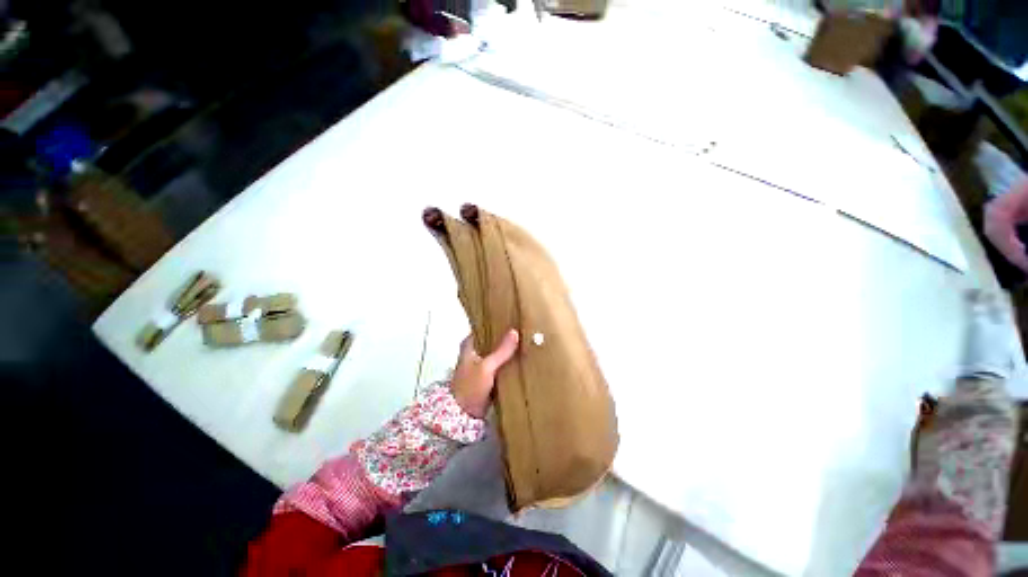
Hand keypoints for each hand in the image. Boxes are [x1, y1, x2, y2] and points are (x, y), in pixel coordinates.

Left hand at [451, 329, 519, 418]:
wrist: (464, 416)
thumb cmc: (470, 387)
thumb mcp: (487, 367)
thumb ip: (501, 351)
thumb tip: (515, 331)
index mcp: (469, 345)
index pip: (485, 327)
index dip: (498, 323)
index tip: (514, 318)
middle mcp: (475, 351)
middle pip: (493, 339)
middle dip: (507, 336)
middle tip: (525, 328)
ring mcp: (482, 363)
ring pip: (498, 351)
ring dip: (509, 348)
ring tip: (527, 340)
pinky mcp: (489, 375)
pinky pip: (501, 363)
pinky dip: (509, 361)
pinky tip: (522, 357)